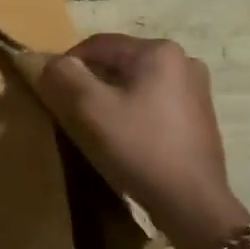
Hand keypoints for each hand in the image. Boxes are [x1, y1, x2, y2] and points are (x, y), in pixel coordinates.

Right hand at [38, 34, 249, 248]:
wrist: (192, 203)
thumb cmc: (139, 148)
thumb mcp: (89, 109)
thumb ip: (63, 77)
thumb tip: (49, 63)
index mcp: (158, 51)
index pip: (96, 45)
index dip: (66, 66)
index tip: (51, 94)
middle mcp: (182, 60)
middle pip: (117, 64)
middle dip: (90, 84)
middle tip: (71, 114)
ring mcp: (196, 89)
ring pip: (134, 85)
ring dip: (111, 100)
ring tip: (97, 130)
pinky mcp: (199, 116)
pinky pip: (153, 103)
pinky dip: (133, 113)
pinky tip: (126, 140)